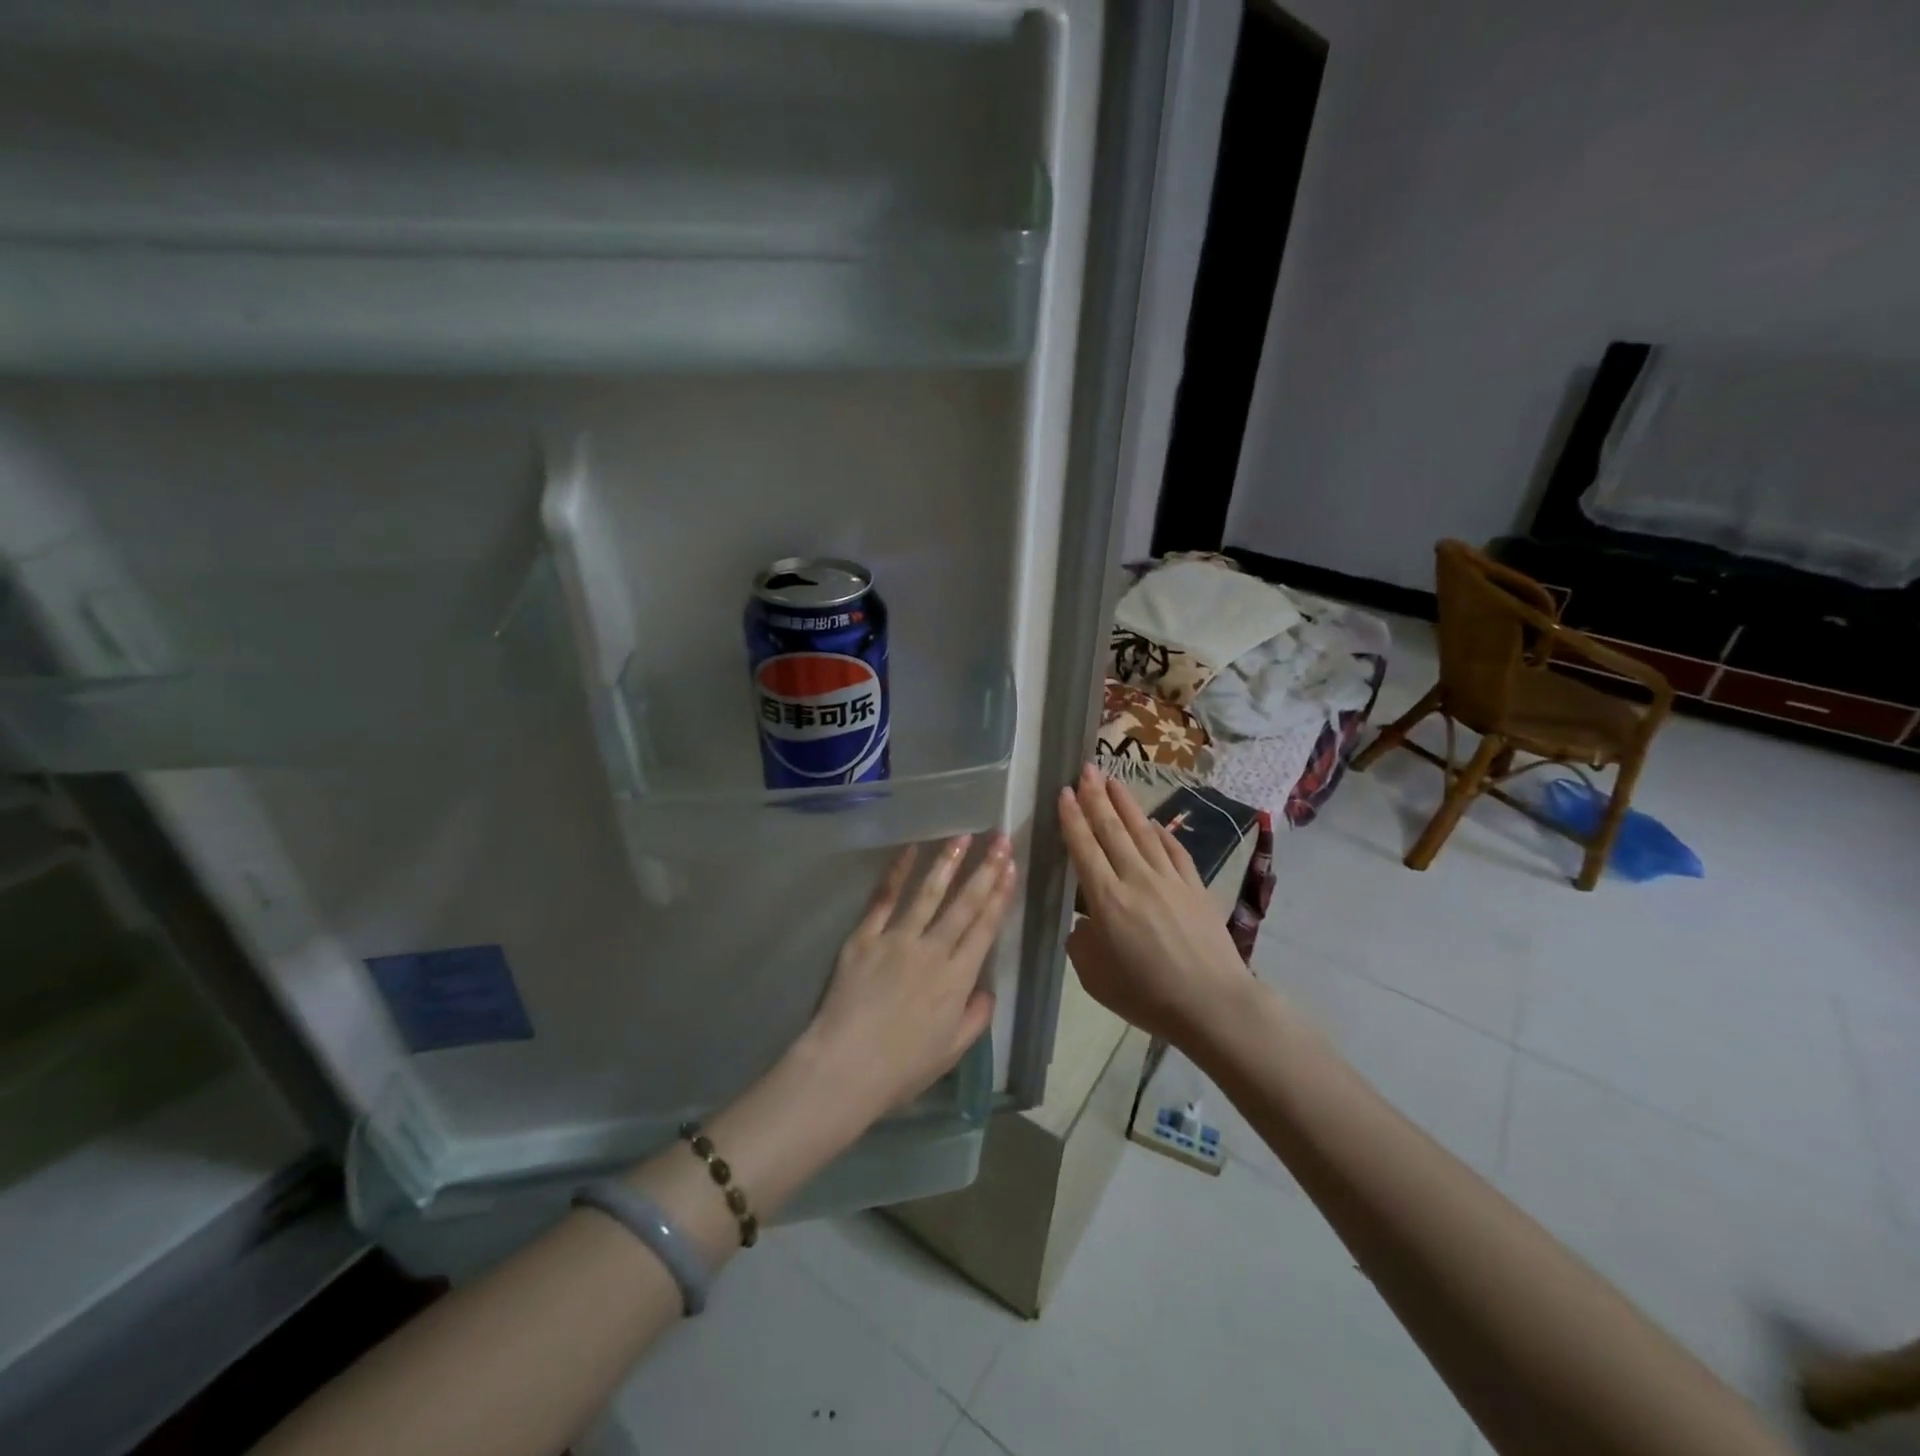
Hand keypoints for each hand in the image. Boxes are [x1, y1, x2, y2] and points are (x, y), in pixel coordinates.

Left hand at [801, 834, 1013, 1125]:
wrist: (845, 1067)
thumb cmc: (901, 1068)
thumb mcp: (951, 1052)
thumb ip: (975, 1018)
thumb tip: (987, 991)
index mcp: (956, 979)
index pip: (984, 928)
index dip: (1000, 896)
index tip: (1010, 867)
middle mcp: (932, 950)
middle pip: (964, 904)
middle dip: (985, 869)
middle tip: (999, 839)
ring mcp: (897, 939)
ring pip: (928, 893)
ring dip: (948, 862)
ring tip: (963, 836)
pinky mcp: (865, 937)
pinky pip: (884, 898)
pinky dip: (897, 872)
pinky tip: (910, 850)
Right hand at [1058, 766, 1249, 1040]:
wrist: (1213, 1004)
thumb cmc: (1147, 996)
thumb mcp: (1095, 978)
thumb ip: (1082, 943)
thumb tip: (1084, 923)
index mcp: (1106, 900)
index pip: (1084, 847)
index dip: (1072, 817)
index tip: (1063, 792)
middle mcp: (1136, 879)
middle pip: (1111, 829)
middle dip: (1096, 796)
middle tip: (1086, 769)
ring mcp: (1169, 879)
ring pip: (1142, 831)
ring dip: (1125, 804)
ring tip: (1113, 780)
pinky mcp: (1195, 886)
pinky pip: (1173, 850)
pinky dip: (1160, 832)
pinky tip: (1152, 822)